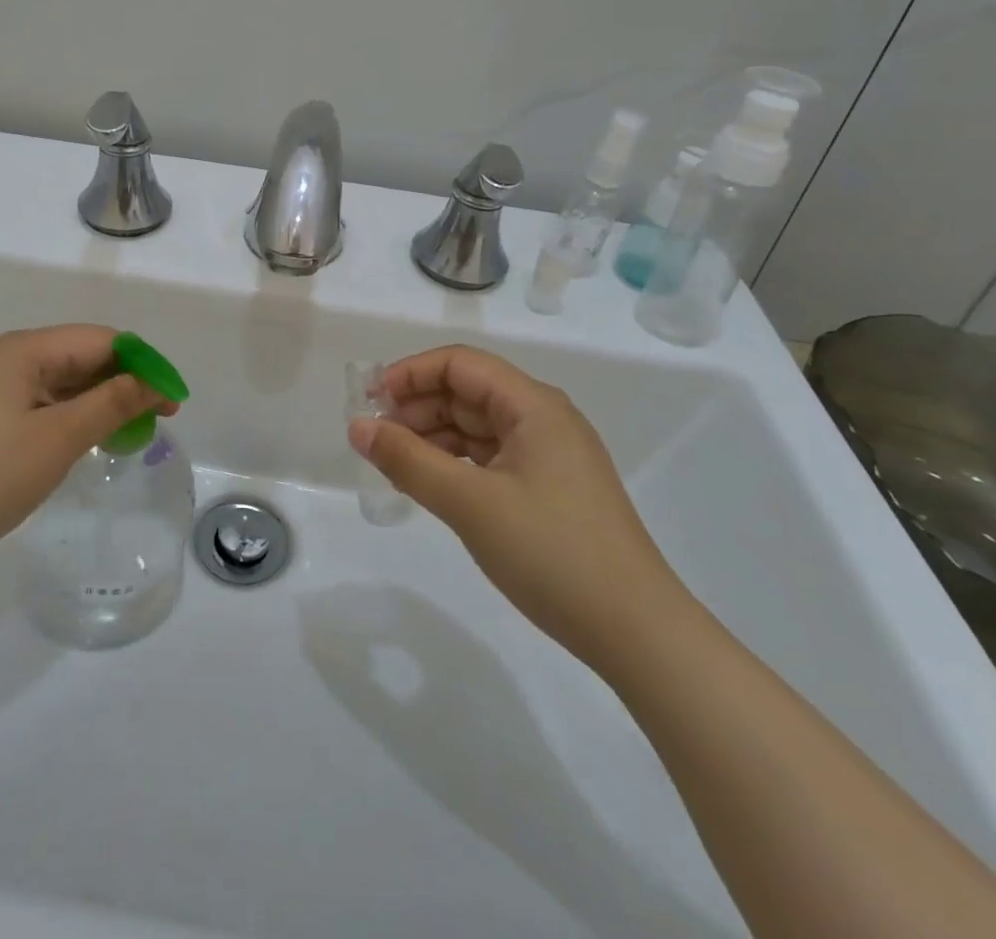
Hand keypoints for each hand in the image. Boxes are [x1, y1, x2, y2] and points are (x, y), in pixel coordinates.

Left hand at [0, 325, 176, 576]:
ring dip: (104, 400)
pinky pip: (49, 402)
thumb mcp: (60, 437)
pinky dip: (78, 415)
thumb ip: (113, 403)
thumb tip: (156, 383)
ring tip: (137, 428)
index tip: (173, 396)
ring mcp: (0, 387)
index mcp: (25, 349)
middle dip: (126, 381)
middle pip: (84, 357)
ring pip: (67, 381)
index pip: (100, 340)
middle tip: (162, 415)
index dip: (142, 363)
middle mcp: (12, 358)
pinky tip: (98, 436)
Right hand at [349, 344, 687, 669]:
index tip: (369, 400)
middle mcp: (544, 419)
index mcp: (533, 405)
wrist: (637, 633)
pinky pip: (491, 458)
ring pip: (477, 427)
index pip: (460, 364)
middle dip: (417, 407)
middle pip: (468, 392)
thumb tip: (358, 426)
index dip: (410, 374)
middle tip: (373, 437)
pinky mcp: (551, 489)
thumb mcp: (469, 503)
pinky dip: (456, 464)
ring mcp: (550, 455)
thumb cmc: (551, 553)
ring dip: (433, 437)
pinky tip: (431, 484)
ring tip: (393, 463)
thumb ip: (407, 460)